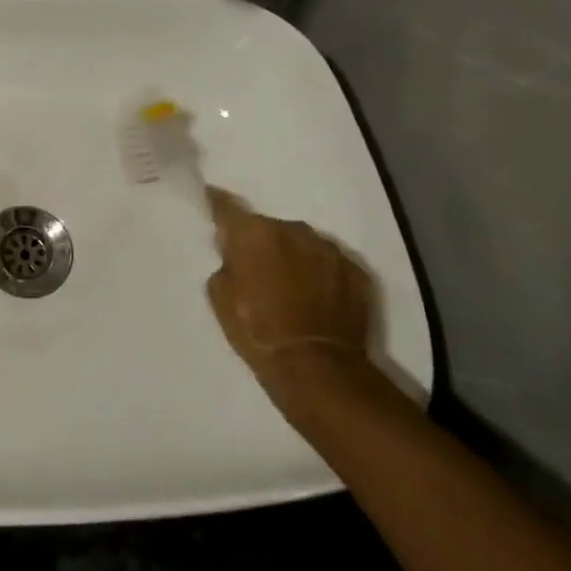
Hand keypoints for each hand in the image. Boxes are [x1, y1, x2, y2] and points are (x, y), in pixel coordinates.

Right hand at [205, 187, 375, 411]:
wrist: (317, 369)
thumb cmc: (257, 330)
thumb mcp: (220, 296)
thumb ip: (227, 264)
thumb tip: (237, 257)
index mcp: (253, 233)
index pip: (226, 206)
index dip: (217, 203)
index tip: (213, 201)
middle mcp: (292, 230)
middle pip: (270, 227)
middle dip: (263, 243)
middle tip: (259, 270)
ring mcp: (329, 249)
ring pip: (303, 244)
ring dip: (295, 257)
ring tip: (294, 288)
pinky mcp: (357, 272)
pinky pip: (331, 264)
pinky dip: (323, 275)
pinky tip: (319, 299)